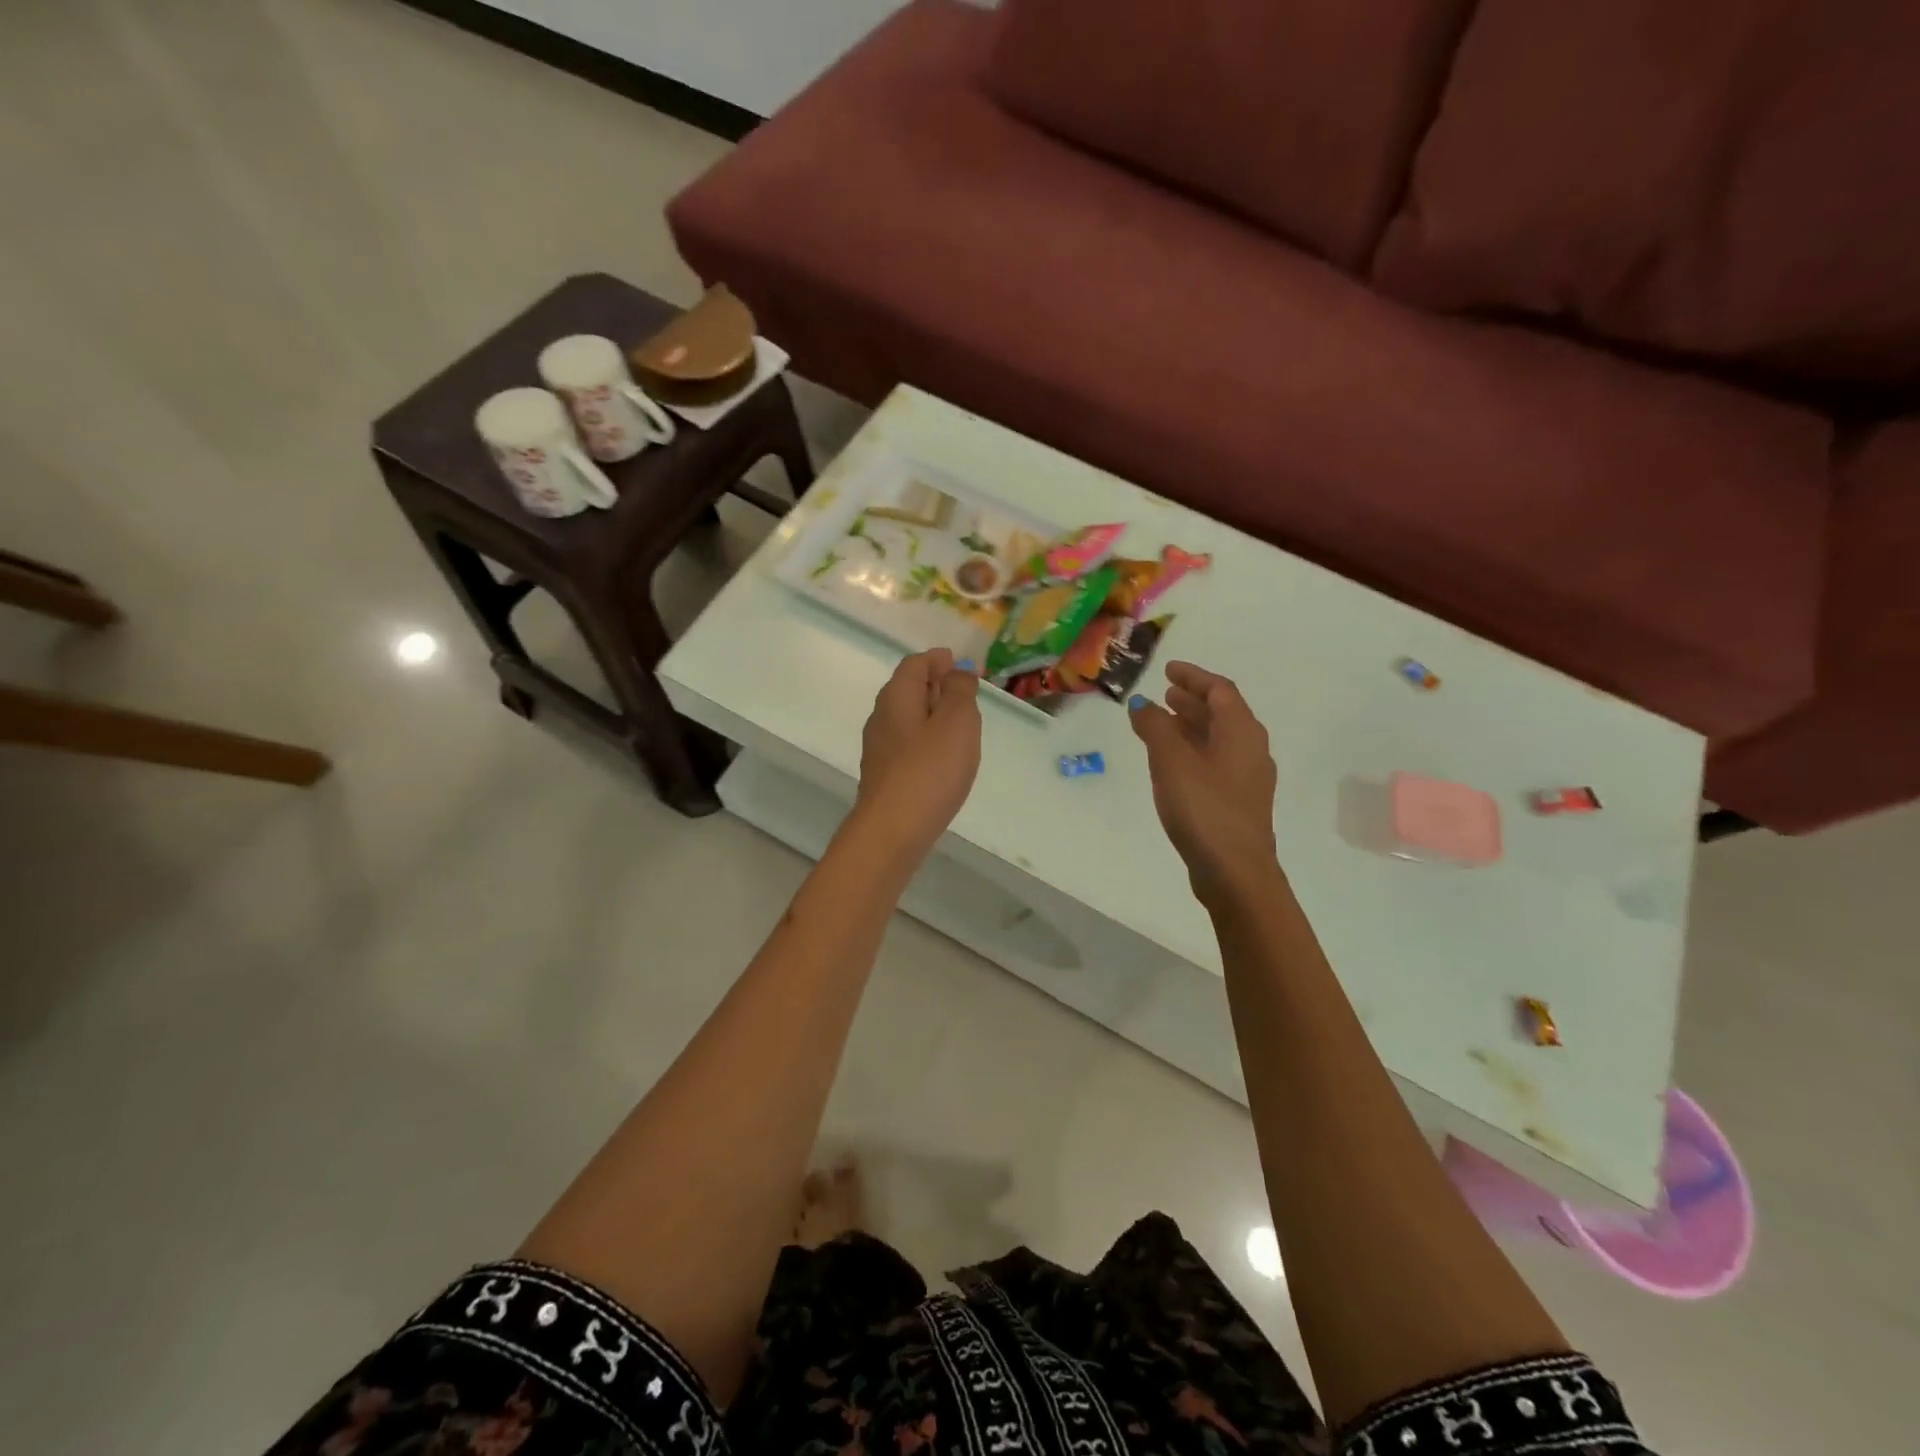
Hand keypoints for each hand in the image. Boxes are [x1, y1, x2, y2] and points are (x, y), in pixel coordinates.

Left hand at [853, 648, 981, 857]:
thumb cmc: (930, 769)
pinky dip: (927, 740)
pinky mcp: (884, 775)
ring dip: (932, 714)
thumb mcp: (957, 721)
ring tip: (961, 725)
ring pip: (907, 719)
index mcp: (896, 696)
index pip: (914, 664)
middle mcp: (882, 717)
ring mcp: (880, 749)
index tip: (961, 663)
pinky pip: (908, 745)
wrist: (893, 829)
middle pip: (907, 689)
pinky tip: (943, 758)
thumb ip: (960, 692)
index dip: (938, 660)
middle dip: (935, 685)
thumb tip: (958, 671)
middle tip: (965, 691)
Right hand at [1129, 661, 1279, 903]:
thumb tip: (1143, 704)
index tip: (1168, 670)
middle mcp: (1250, 749)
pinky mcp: (1237, 803)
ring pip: (1218, 739)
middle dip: (1193, 701)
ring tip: (1163, 723)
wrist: (1234, 871)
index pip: (1220, 690)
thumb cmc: (1204, 807)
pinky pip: (1215, 761)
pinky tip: (1172, 763)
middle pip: (1222, 714)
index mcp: (1242, 732)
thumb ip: (1155, 727)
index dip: (1194, 677)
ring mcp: (1247, 779)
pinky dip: (1193, 751)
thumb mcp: (1171, 760)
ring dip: (1192, 726)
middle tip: (1165, 694)